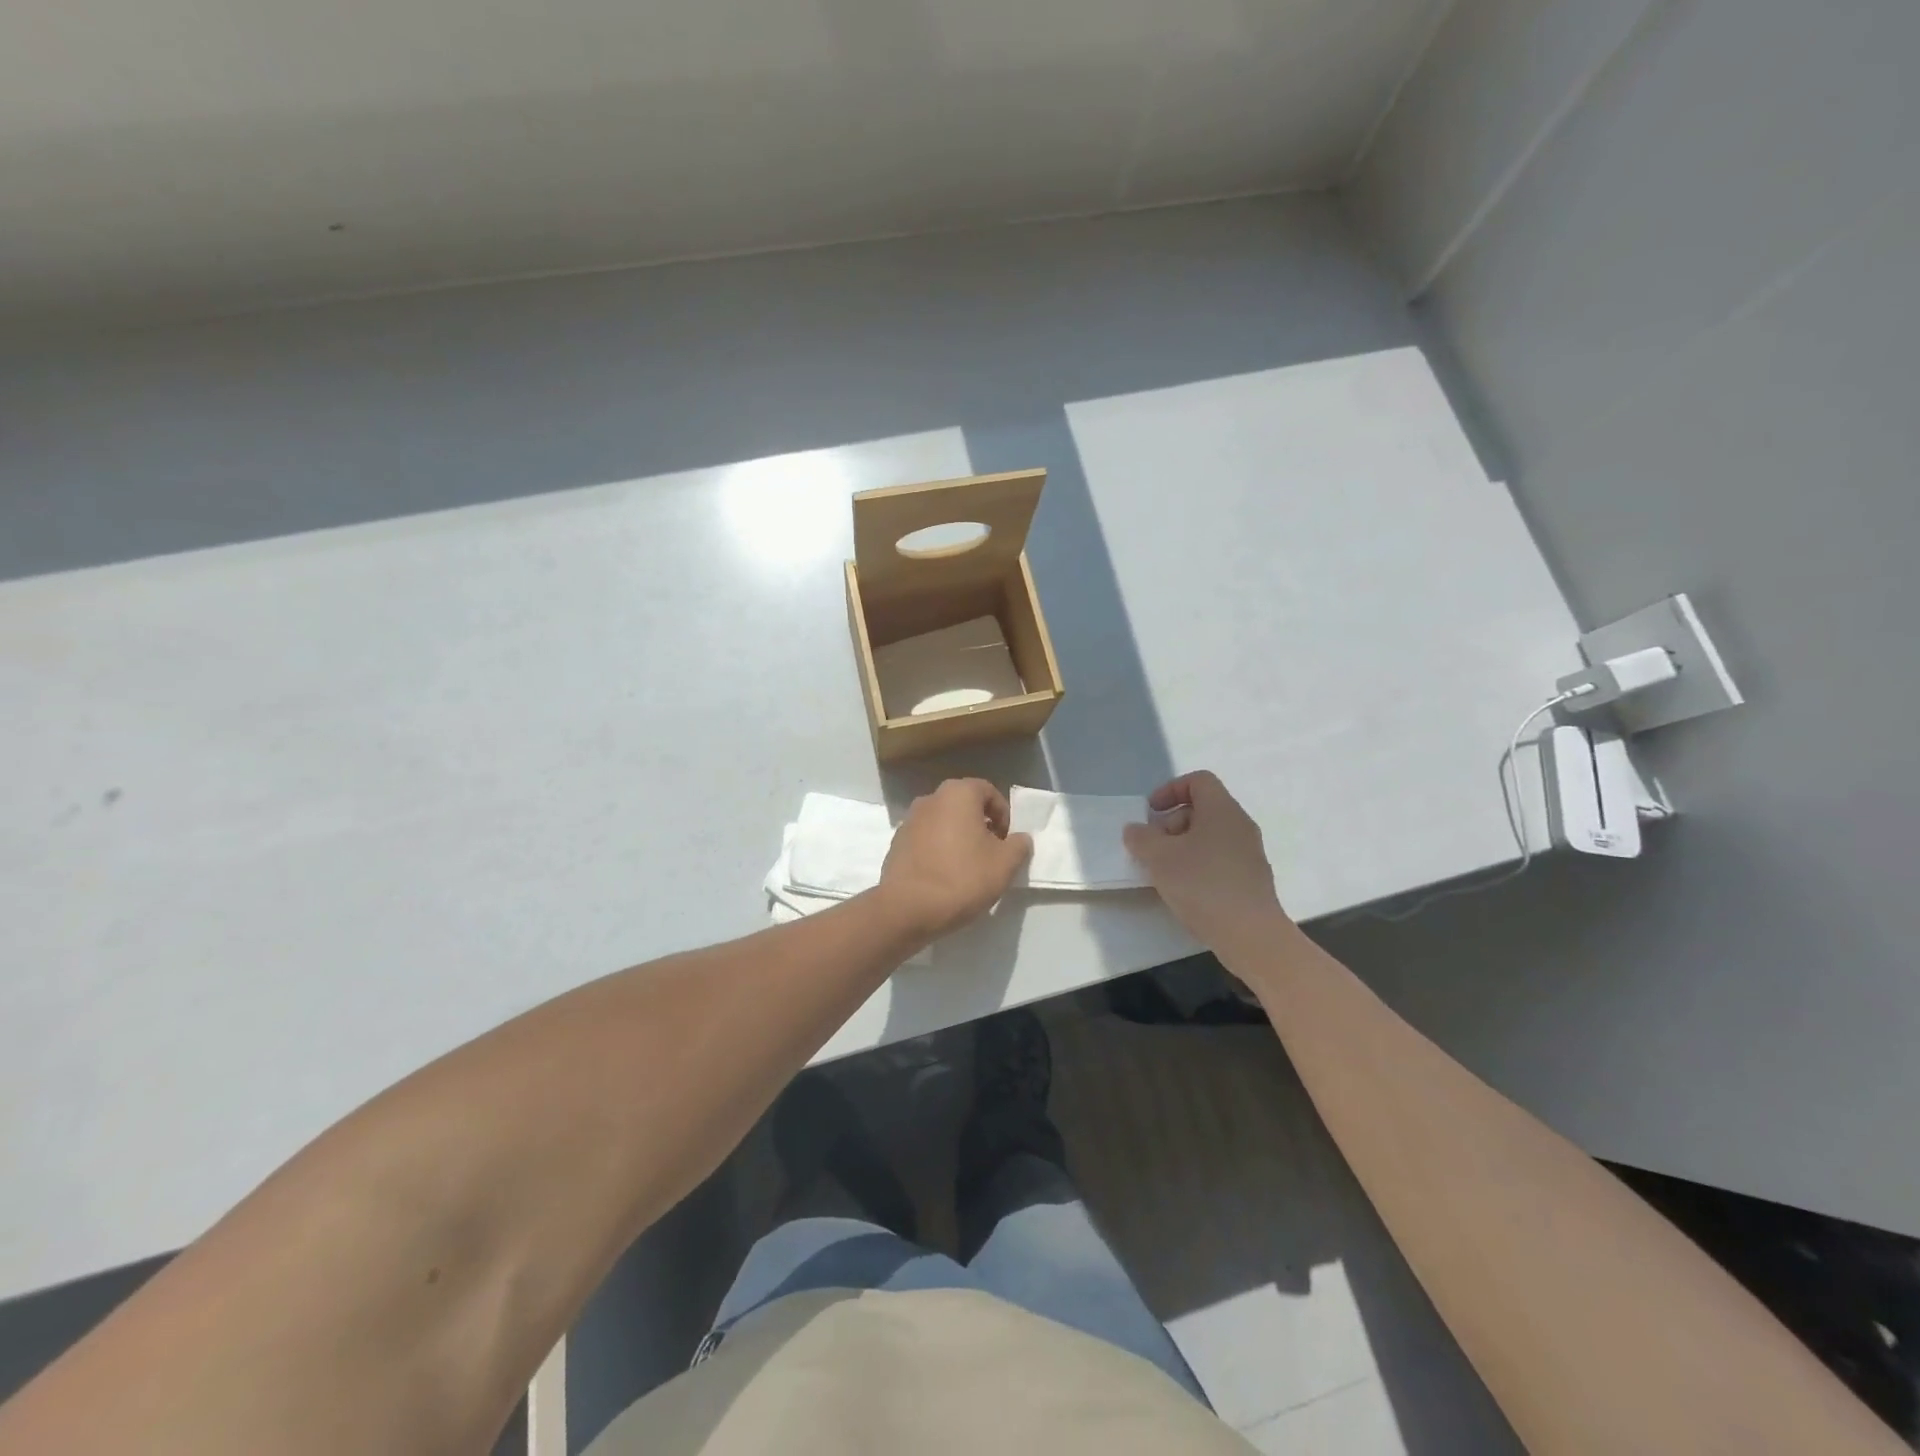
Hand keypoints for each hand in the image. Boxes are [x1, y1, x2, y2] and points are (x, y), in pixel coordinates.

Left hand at [876, 779, 1033, 940]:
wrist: (907, 908)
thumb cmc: (962, 878)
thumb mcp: (1004, 864)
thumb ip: (1019, 846)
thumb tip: (1019, 839)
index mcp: (958, 794)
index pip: (988, 791)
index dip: (1003, 814)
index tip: (1007, 841)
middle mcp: (931, 798)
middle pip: (964, 805)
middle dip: (981, 825)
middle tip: (991, 853)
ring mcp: (909, 820)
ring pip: (943, 822)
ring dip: (958, 837)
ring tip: (968, 866)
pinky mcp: (896, 843)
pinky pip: (926, 839)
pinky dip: (938, 849)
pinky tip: (944, 875)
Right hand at [1123, 771, 1288, 947]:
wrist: (1251, 935)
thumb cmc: (1203, 885)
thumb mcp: (1160, 858)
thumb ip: (1141, 838)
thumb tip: (1135, 830)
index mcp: (1222, 810)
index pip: (1198, 781)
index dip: (1170, 790)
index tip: (1151, 812)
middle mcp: (1240, 826)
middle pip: (1202, 809)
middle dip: (1171, 823)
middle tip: (1152, 847)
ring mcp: (1249, 854)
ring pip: (1209, 836)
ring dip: (1182, 847)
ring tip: (1163, 872)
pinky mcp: (1251, 879)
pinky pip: (1219, 859)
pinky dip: (1198, 865)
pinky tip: (1184, 890)